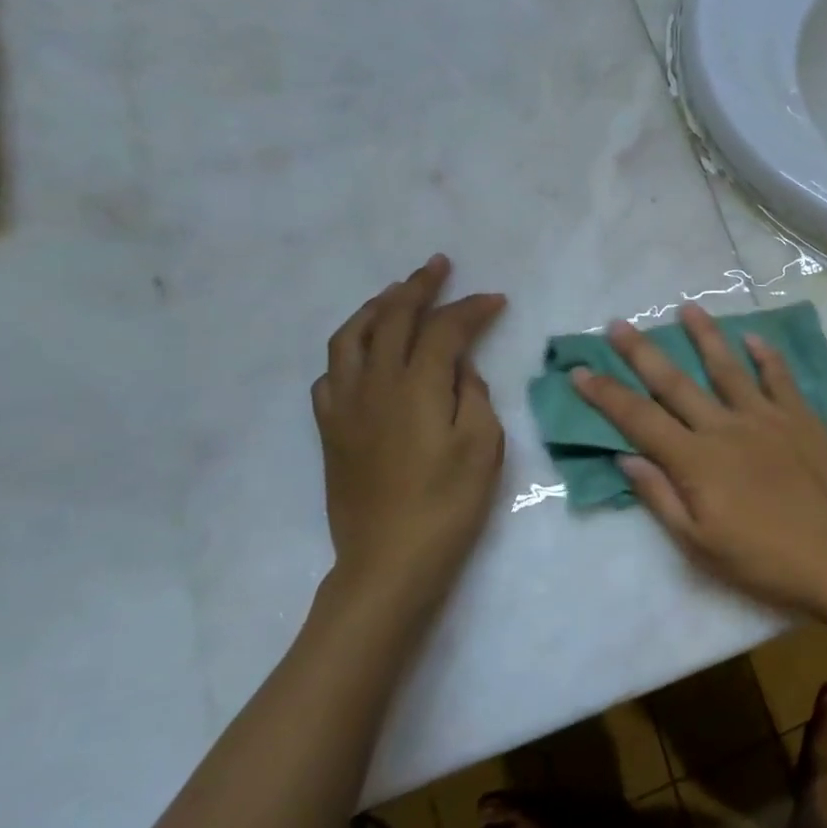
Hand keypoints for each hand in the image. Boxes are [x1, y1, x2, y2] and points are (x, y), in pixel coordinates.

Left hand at [311, 255, 506, 612]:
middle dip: (418, 287)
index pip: (444, 329)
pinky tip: (364, 353)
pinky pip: (331, 374)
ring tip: (396, 293)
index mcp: (417, 386)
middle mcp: (375, 384)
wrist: (390, 560)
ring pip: (351, 337)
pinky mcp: (330, 430)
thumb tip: (459, 368)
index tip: (495, 300)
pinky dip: (349, 350)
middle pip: (392, 318)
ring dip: (376, 307)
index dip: (471, 309)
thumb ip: (473, 394)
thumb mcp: (483, 446)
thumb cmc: (449, 504)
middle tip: (439, 266)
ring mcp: (345, 406)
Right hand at [570, 304, 826, 611]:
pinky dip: (766, 355)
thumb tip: (625, 457)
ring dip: (705, 336)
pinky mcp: (800, 417)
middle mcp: (724, 427)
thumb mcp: (697, 543)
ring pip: (727, 367)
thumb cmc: (760, 558)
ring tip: (687, 308)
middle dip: (642, 353)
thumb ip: (660, 496)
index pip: (639, 419)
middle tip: (619, 324)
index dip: (607, 395)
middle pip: (675, 383)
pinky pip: (779, 377)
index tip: (581, 371)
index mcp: (695, 460)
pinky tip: (754, 337)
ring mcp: (765, 416)